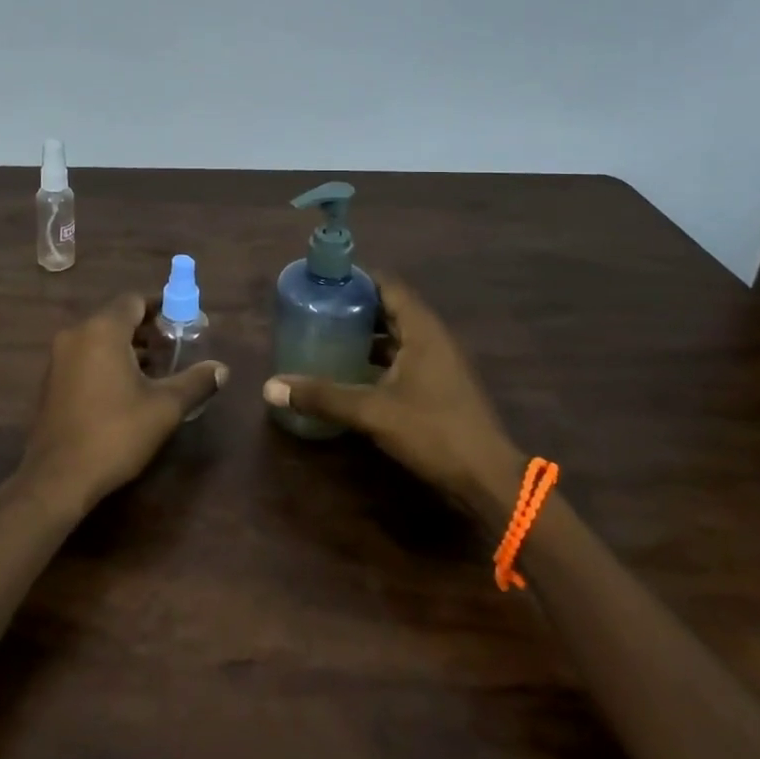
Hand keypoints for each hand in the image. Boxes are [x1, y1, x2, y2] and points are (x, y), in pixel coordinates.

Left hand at [15, 294, 226, 519]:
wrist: (57, 478)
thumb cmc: (115, 434)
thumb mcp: (164, 408)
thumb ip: (195, 382)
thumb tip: (222, 369)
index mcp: (102, 330)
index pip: (135, 301)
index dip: (161, 308)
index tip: (183, 323)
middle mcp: (77, 334)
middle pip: (117, 317)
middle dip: (147, 330)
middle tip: (175, 348)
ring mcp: (59, 358)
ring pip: (100, 339)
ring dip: (128, 347)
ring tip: (156, 370)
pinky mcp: (52, 381)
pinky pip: (85, 357)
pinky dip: (107, 362)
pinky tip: (127, 389)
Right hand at [263, 276, 522, 518]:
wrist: (488, 480)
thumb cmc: (433, 432)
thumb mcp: (372, 411)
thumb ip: (323, 396)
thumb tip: (270, 386)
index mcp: (421, 329)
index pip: (387, 284)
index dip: (356, 278)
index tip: (323, 282)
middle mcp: (432, 337)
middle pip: (390, 307)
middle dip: (355, 306)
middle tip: (317, 308)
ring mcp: (439, 362)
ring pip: (396, 335)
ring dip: (366, 334)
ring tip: (328, 335)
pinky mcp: (439, 386)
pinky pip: (402, 357)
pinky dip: (377, 357)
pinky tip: (352, 371)